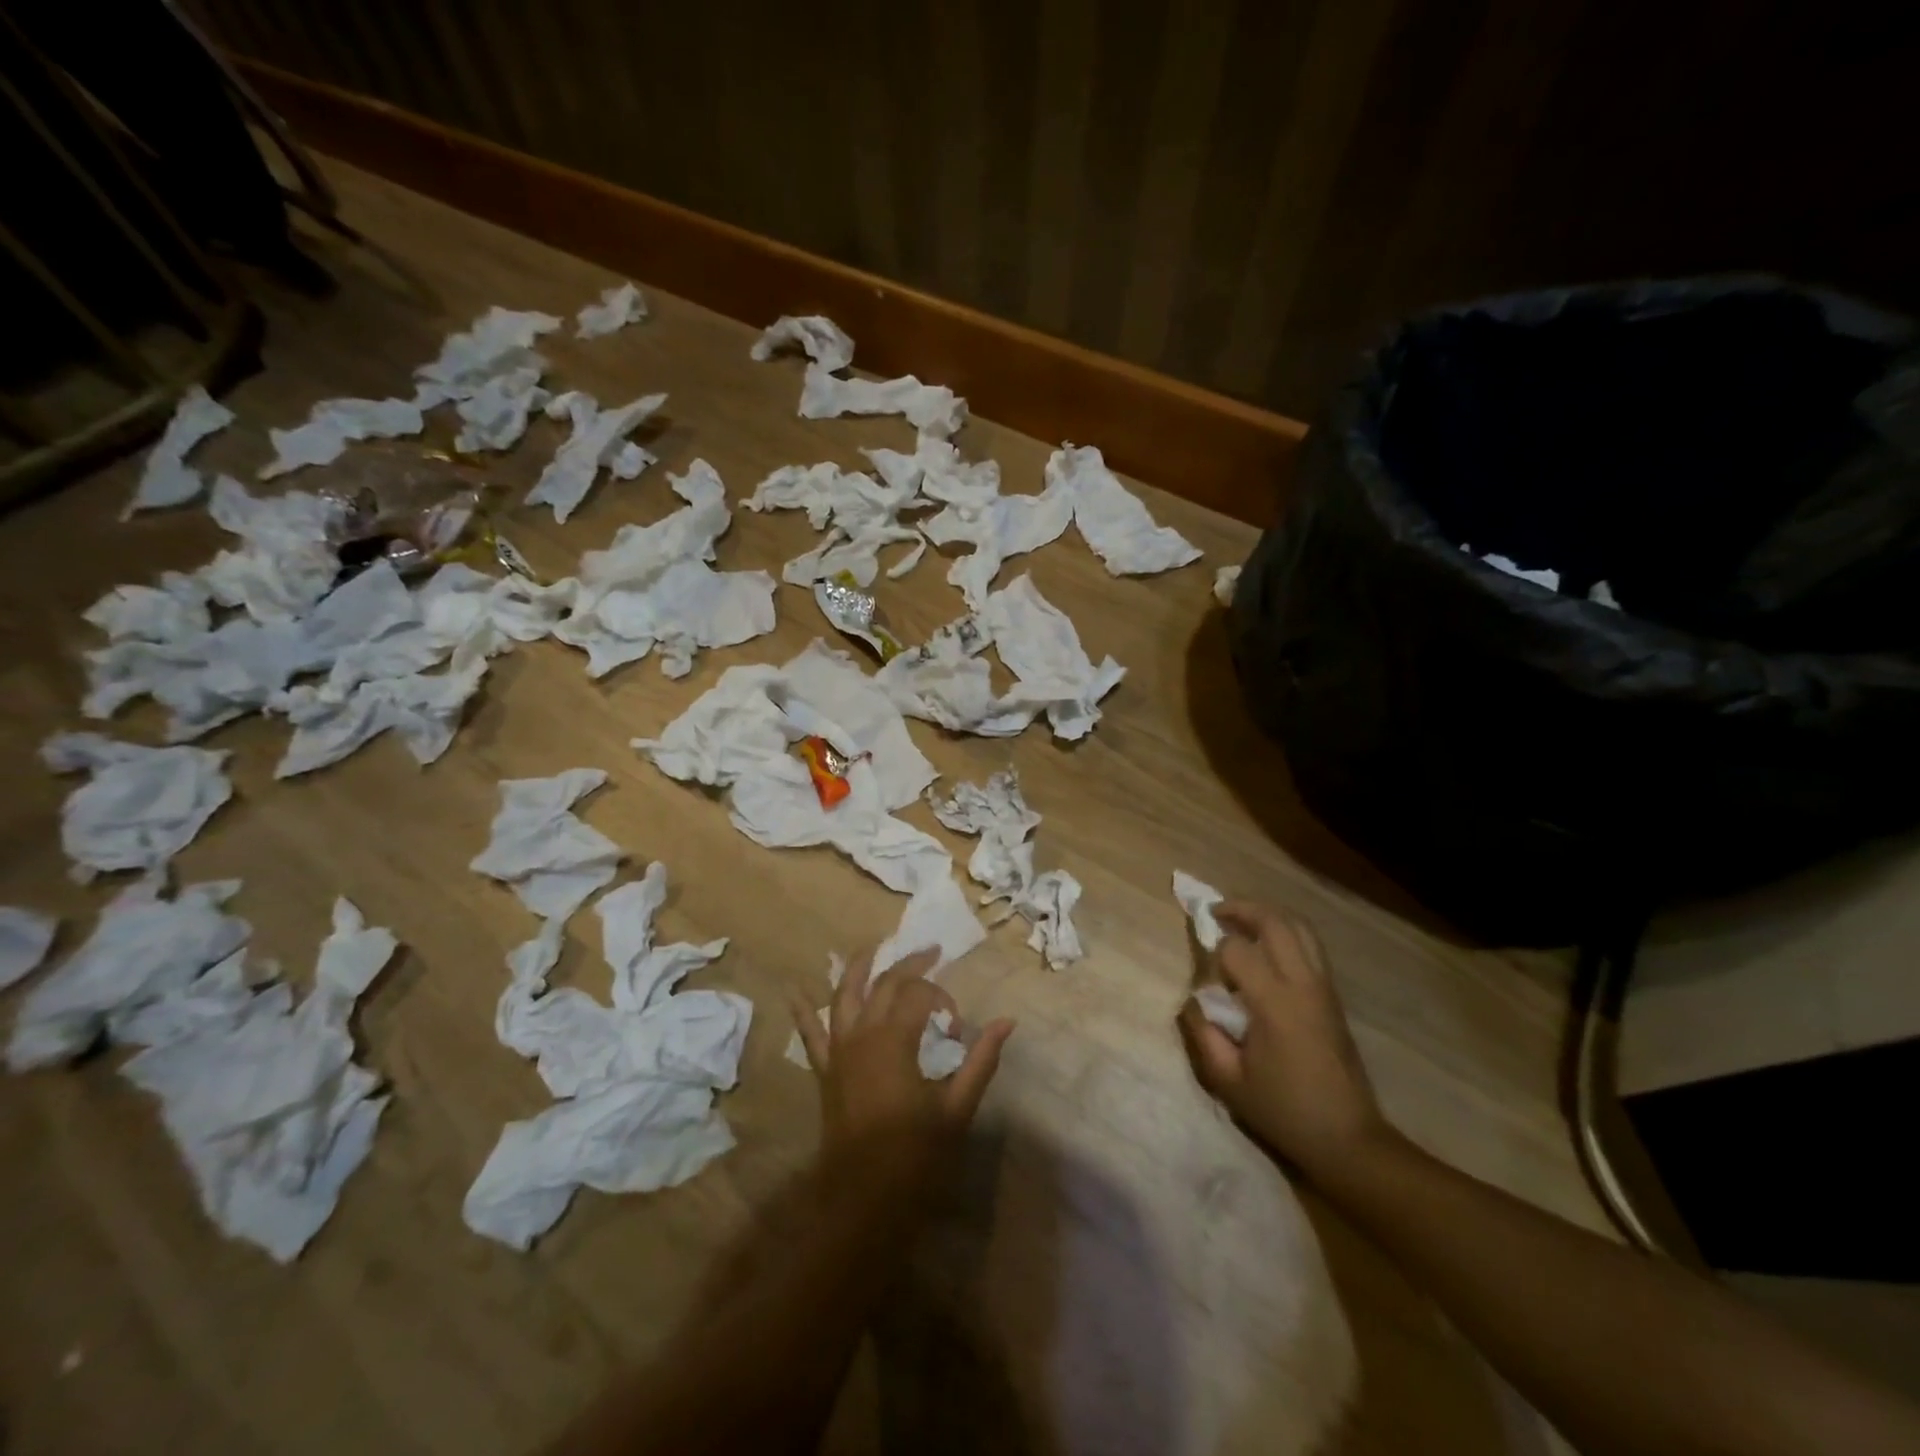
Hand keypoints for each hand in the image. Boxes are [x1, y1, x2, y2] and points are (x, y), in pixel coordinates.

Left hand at [792, 948, 1013, 1175]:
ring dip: (858, 967)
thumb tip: (1007, 1022)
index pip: (920, 996)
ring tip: (871, 946)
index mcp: (894, 1040)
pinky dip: (803, 1010)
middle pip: (884, 984)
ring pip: (844, 995)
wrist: (863, 1200)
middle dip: (909, 964)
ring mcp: (839, 1051)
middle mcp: (862, 1034)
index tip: (958, 1029)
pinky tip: (794, 990)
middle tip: (931, 951)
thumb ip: (981, 1059)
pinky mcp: (826, 1070)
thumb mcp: (956, 1107)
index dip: (943, 1002)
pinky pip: (810, 1034)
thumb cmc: (915, 1155)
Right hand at [1178, 901, 1391, 1186]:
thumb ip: (1203, 1034)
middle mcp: (1303, 984)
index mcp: (1274, 1002)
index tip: (1205, 977)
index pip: (1237, 950)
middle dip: (1241, 908)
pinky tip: (1266, 948)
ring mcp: (1323, 987)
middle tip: (1215, 912)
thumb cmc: (1284, 1111)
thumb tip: (1194, 1001)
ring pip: (1299, 927)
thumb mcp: (1228, 1081)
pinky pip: (1310, 946)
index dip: (1213, 954)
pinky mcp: (1333, 996)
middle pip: (1275, 922)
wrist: (1348, 1139)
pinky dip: (1285, 933)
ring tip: (1241, 921)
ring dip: (1267, 915)